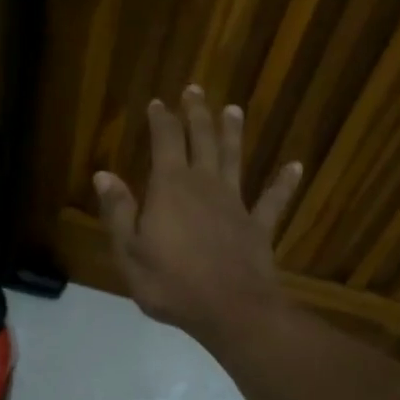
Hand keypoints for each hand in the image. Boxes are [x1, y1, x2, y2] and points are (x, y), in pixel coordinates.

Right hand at [94, 86, 301, 347]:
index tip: (158, 102)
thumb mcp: (130, 252)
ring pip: (234, 159)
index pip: (165, 142)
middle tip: (195, 90)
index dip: (161, 120)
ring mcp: (236, 204)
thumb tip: (104, 175)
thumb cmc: (171, 284)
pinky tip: (295, 166)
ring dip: (233, 133)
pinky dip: (284, 183)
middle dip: (196, 114)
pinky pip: (273, 200)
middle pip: (201, 141)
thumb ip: (119, 212)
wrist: (230, 310)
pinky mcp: (258, 226)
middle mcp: (205, 185)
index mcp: (170, 188)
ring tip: (234, 109)